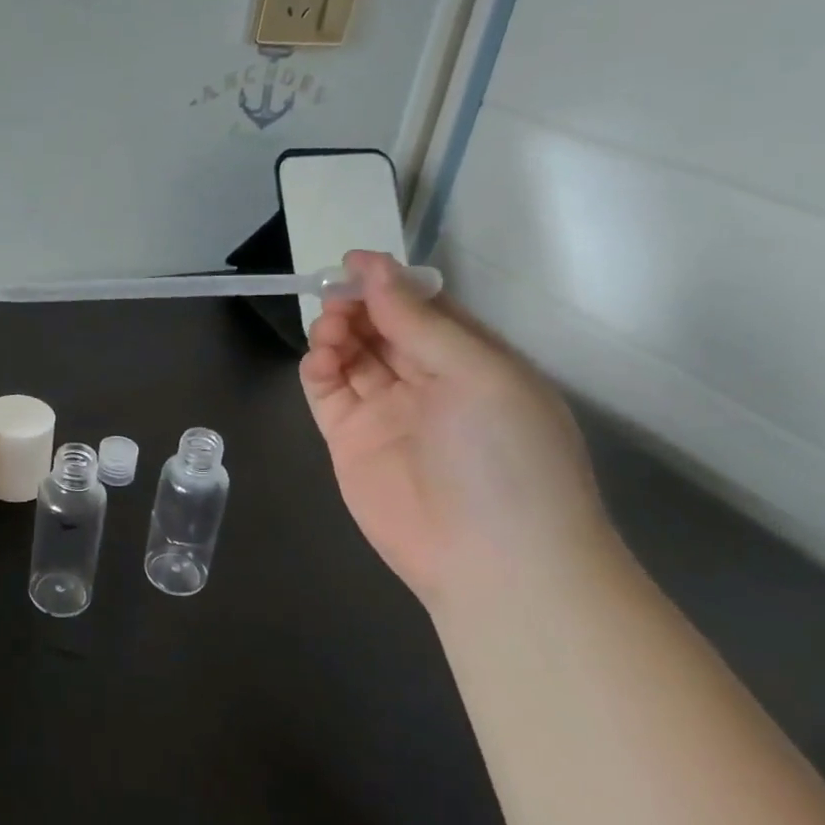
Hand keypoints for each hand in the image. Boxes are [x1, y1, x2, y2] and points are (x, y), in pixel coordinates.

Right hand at [299, 251, 614, 609]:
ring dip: (335, 332)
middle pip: (381, 327)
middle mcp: (428, 382)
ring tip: (331, 331)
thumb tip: (373, 267)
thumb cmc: (506, 456)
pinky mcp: (349, 440)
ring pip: (350, 354)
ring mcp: (386, 412)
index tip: (352, 263)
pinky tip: (319, 359)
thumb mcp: (479, 374)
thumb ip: (420, 321)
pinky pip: (326, 391)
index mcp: (472, 361)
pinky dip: (317, 368)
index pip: (424, 308)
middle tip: (336, 300)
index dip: (389, 283)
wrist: (493, 562)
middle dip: (357, 306)